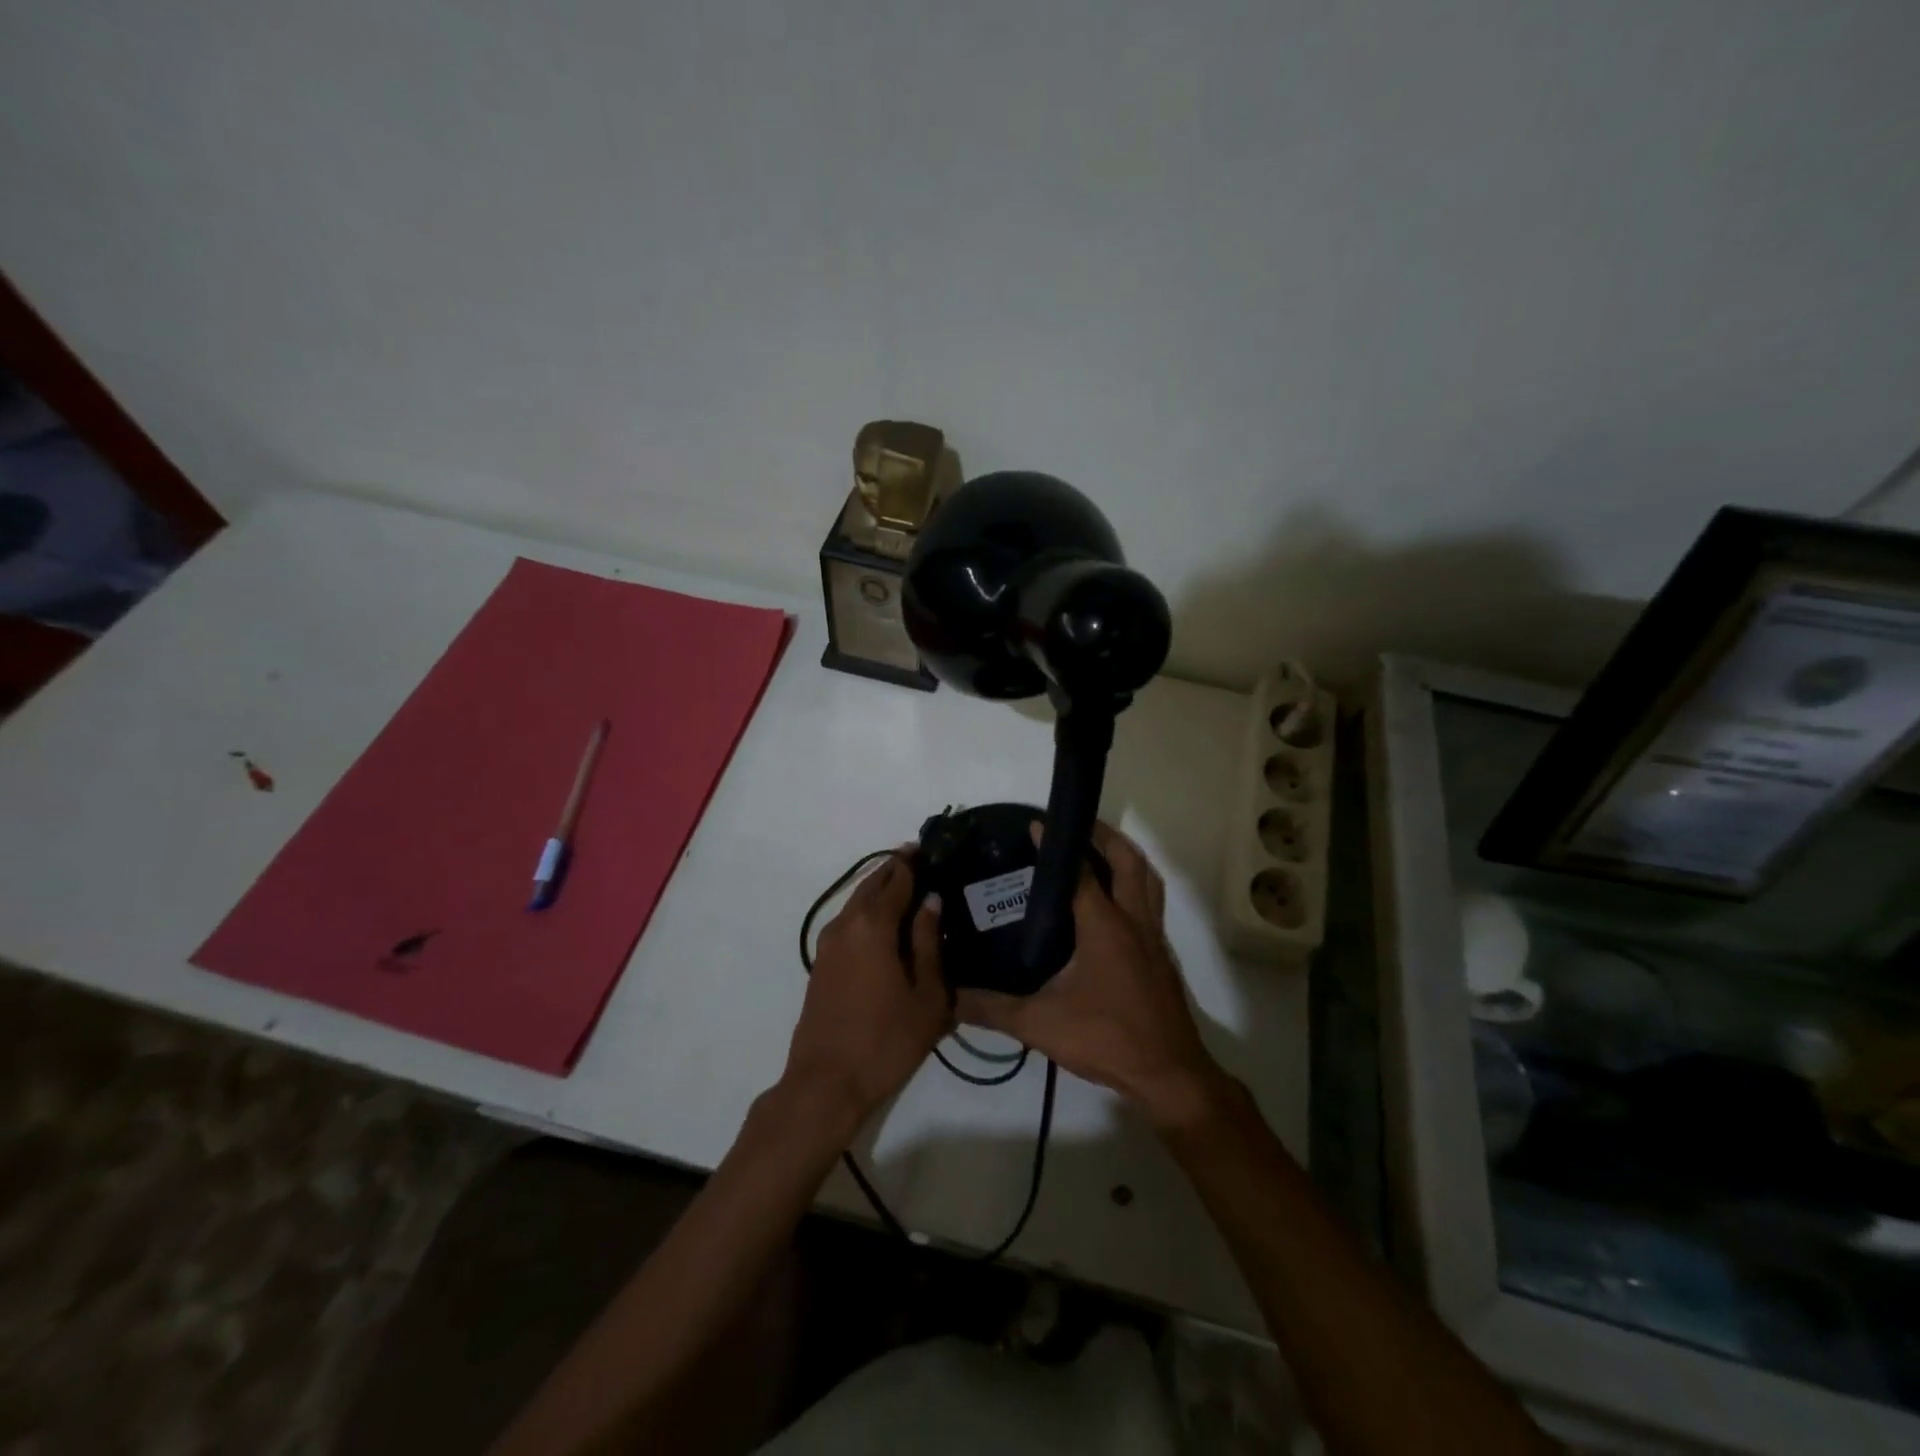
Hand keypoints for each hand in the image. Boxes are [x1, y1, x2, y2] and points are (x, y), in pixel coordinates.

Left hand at [784, 849, 950, 1128]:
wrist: (825, 1084)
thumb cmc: (886, 1040)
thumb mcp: (926, 995)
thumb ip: (930, 943)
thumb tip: (932, 901)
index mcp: (873, 925)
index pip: (897, 879)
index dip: (914, 862)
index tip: (931, 847)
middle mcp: (846, 924)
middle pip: (872, 884)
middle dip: (895, 869)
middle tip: (921, 860)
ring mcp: (828, 944)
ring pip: (857, 902)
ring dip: (879, 889)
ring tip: (907, 888)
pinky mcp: (821, 964)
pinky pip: (847, 922)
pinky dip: (867, 911)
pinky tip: (885, 924)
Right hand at [955, 822, 1229, 1128]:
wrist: (1169, 1074)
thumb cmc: (1107, 1038)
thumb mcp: (1040, 1024)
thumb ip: (991, 1008)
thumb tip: (948, 997)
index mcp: (1104, 926)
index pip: (1079, 871)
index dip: (1056, 845)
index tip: (1035, 825)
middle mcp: (1133, 920)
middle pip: (1127, 861)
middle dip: (1104, 835)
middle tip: (1076, 824)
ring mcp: (1153, 937)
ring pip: (1147, 879)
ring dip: (1126, 856)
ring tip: (1099, 848)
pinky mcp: (1161, 955)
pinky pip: (1151, 902)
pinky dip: (1135, 884)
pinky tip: (1113, 902)